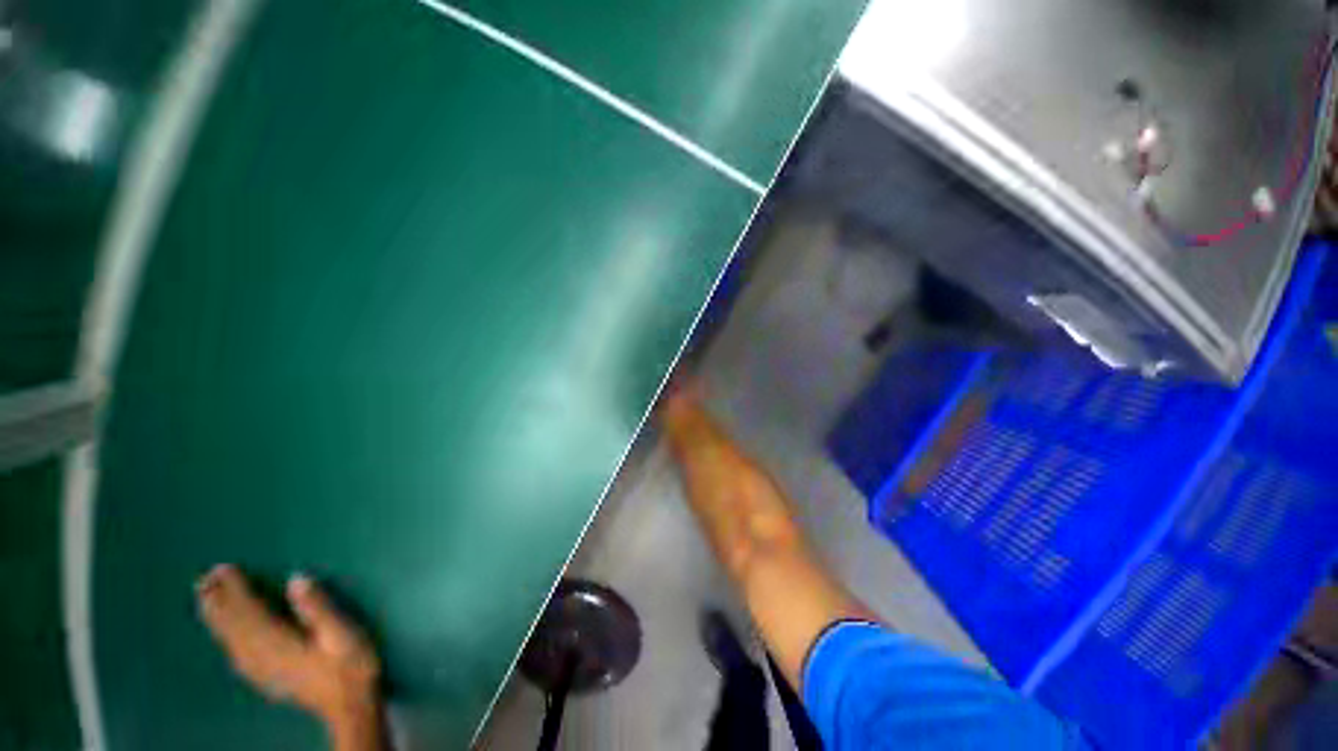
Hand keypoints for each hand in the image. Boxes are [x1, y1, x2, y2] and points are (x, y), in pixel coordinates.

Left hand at [196, 565, 383, 741]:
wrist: (349, 706)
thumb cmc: (351, 665)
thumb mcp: (343, 633)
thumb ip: (317, 608)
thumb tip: (295, 580)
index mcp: (279, 643)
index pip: (250, 611)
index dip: (235, 589)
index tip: (224, 568)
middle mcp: (261, 657)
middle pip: (232, 626)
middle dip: (218, 601)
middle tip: (203, 578)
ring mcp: (260, 670)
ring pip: (229, 639)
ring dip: (216, 617)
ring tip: (204, 597)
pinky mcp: (264, 677)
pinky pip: (234, 653)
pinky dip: (224, 637)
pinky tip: (223, 633)